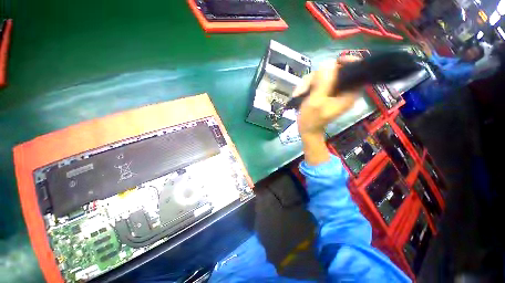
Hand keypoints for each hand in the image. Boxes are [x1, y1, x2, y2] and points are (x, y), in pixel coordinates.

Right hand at [294, 56, 360, 135]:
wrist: (307, 129)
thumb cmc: (311, 119)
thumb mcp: (316, 102)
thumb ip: (323, 84)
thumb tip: (329, 64)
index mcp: (348, 94)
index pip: (356, 72)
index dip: (348, 63)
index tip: (335, 62)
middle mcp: (342, 90)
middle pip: (334, 72)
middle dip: (317, 77)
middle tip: (305, 87)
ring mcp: (332, 91)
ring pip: (323, 76)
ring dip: (308, 82)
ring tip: (299, 93)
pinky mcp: (324, 92)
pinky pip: (317, 82)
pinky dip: (307, 86)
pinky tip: (299, 93)